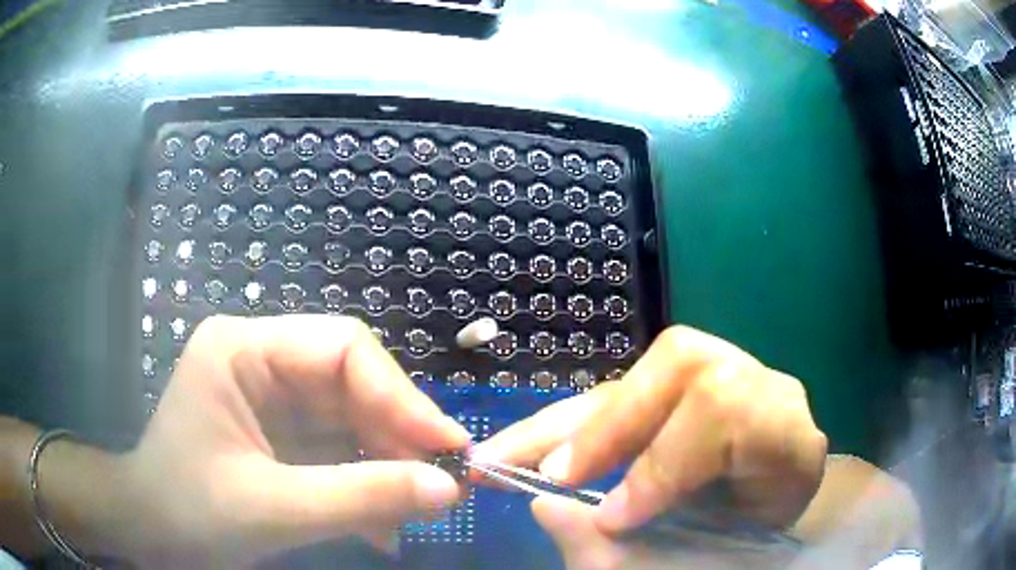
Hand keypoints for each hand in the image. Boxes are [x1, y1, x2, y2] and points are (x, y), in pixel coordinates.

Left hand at [105, 315, 470, 566]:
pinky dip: (365, 487)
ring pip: (352, 422)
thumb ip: (360, 498)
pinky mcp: (281, 437)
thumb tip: (448, 489)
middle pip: (352, 385)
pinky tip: (381, 526)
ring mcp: (272, 401)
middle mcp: (261, 364)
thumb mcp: (272, 509)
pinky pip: (339, 452)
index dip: (401, 395)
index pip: (342, 348)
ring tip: (412, 515)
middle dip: (398, 438)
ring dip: (386, 470)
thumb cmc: (189, 511)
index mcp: (243, 350)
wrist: (151, 534)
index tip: (448, 447)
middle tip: (440, 488)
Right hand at [473, 326, 826, 567]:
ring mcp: (723, 376)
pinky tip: (530, 446)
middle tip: (537, 475)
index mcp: (785, 435)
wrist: (768, 520)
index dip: (663, 460)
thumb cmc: (740, 550)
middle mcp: (759, 387)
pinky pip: (626, 393)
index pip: (726, 410)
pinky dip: (571, 425)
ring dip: (566, 422)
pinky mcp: (683, 389)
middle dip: (604, 424)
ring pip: (642, 373)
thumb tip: (547, 508)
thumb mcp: (699, 564)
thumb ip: (630, 553)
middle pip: (681, 364)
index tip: (611, 517)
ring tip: (501, 457)